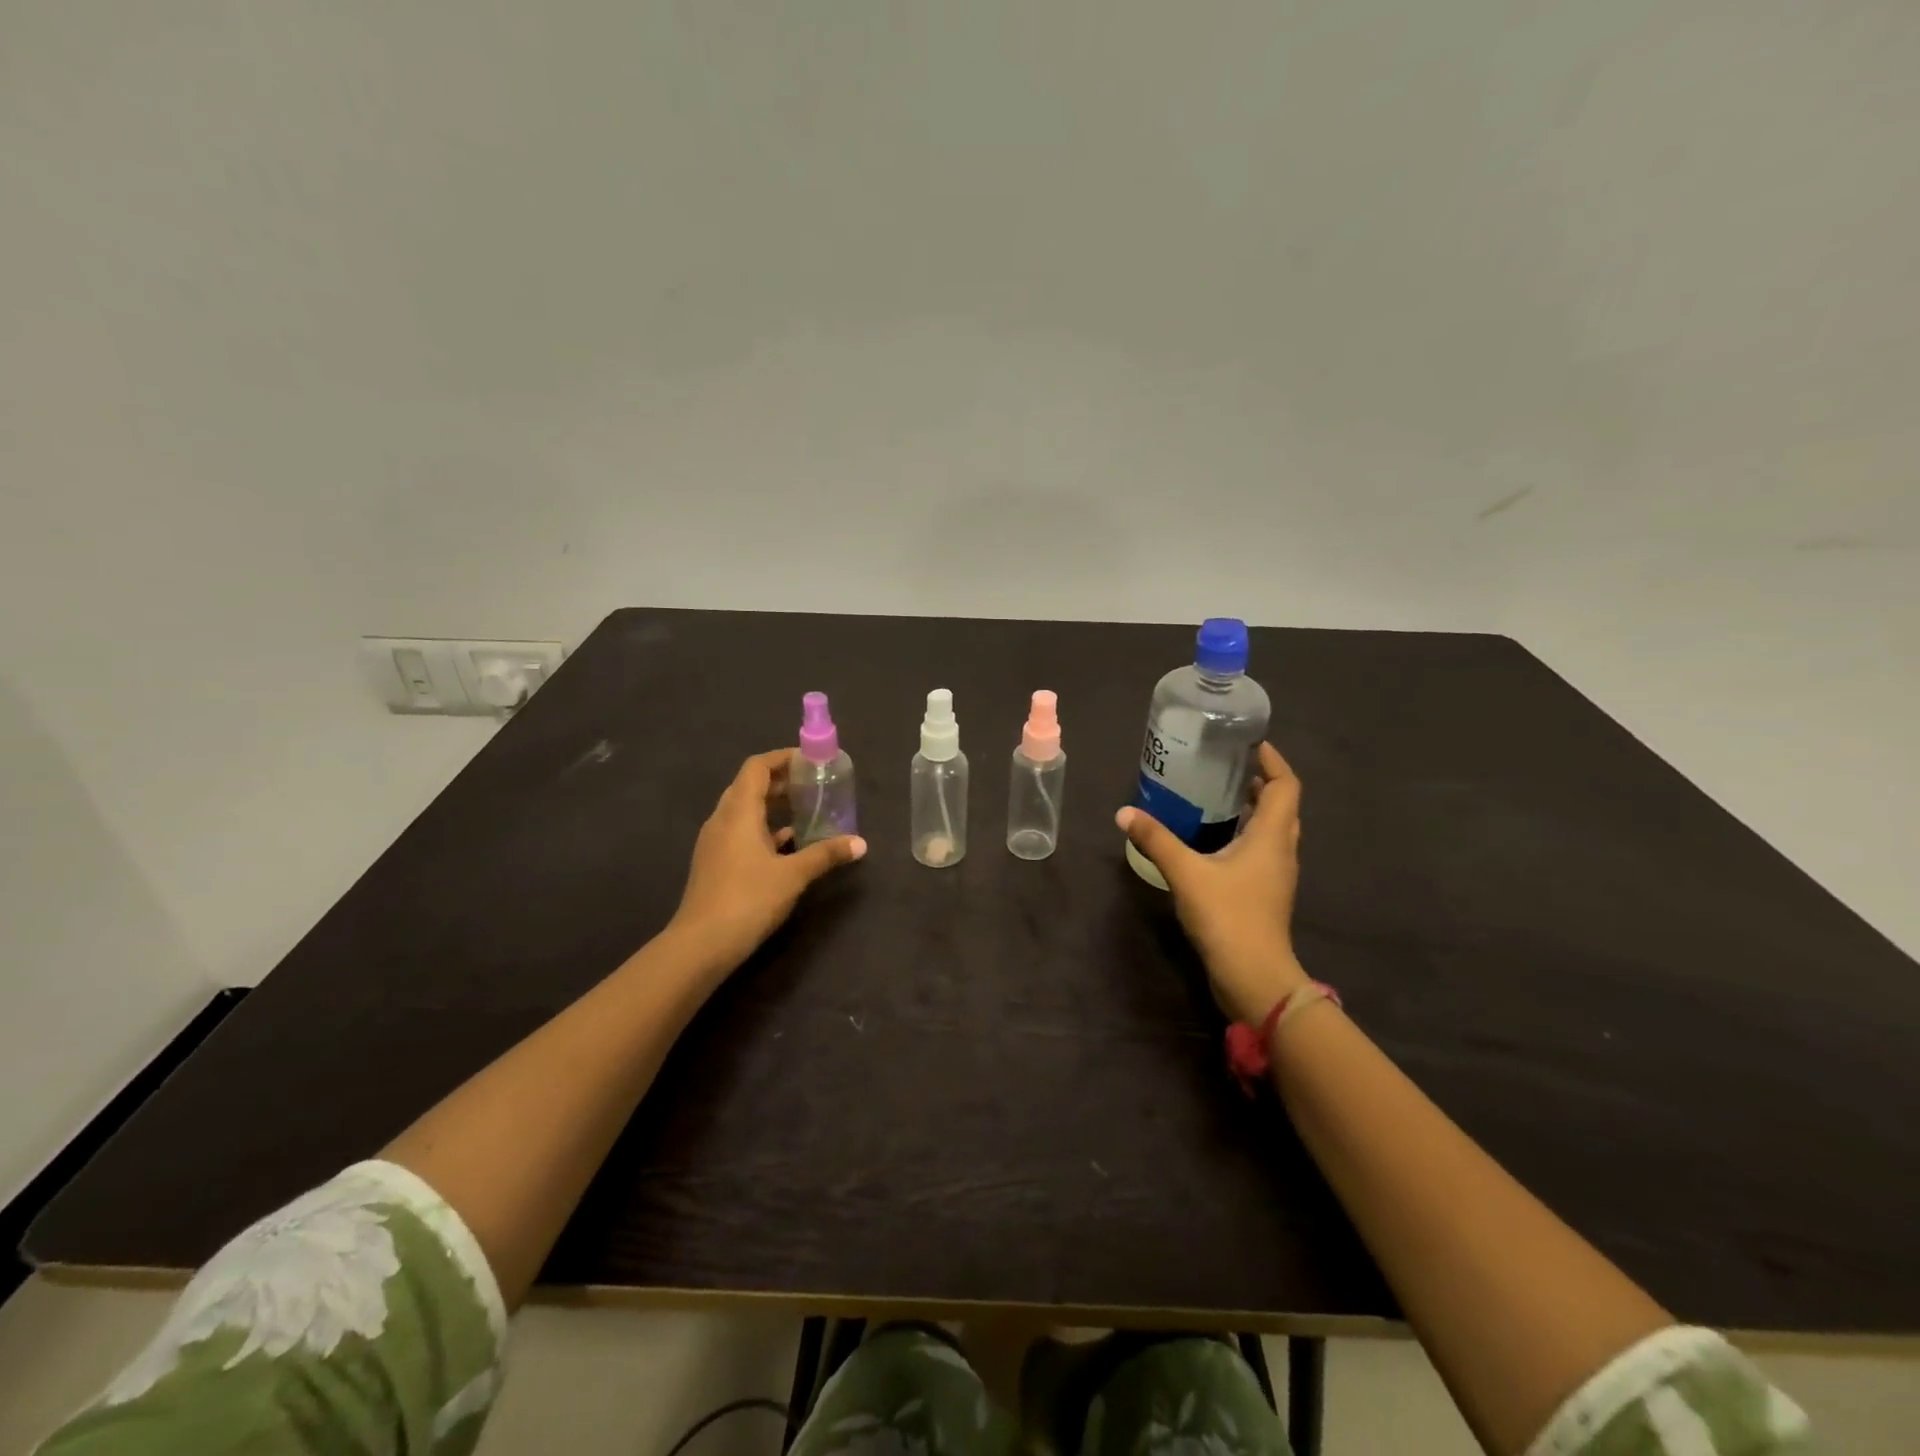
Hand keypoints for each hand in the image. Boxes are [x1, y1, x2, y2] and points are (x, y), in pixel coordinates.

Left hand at [669, 749, 866, 973]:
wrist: (701, 945)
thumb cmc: (748, 899)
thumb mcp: (793, 875)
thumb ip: (826, 854)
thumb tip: (860, 843)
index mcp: (738, 811)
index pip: (757, 767)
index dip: (782, 758)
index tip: (810, 761)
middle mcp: (722, 820)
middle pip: (750, 786)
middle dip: (782, 781)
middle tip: (814, 785)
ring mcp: (716, 843)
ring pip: (745, 811)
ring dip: (773, 806)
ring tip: (807, 811)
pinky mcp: (716, 864)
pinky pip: (742, 833)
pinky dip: (765, 830)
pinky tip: (789, 845)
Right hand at [1116, 741, 1307, 1023]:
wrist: (1254, 976)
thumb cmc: (1228, 916)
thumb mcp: (1186, 872)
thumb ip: (1156, 839)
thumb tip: (1124, 813)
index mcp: (1272, 836)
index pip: (1285, 785)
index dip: (1272, 761)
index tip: (1249, 743)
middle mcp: (1281, 850)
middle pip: (1281, 805)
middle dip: (1260, 782)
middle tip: (1226, 766)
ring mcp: (1275, 875)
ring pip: (1272, 830)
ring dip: (1253, 809)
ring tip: (1218, 795)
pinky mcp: (1264, 894)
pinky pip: (1260, 851)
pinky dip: (1244, 835)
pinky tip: (1214, 839)